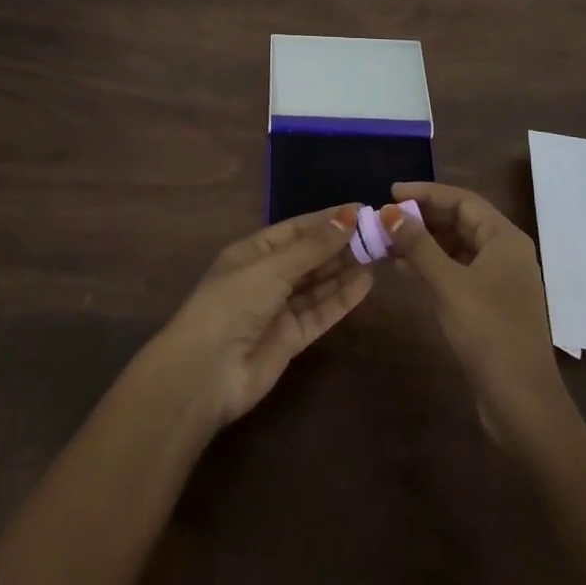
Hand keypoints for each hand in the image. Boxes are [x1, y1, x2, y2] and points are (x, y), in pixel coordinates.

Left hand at [137, 205, 371, 435]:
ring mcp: (279, 308)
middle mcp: (267, 276)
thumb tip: (349, 216)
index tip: (362, 211)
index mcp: (253, 251)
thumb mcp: (273, 267)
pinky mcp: (291, 338)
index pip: (297, 229)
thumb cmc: (233, 303)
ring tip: (379, 254)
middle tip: (379, 234)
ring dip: (345, 269)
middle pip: (310, 256)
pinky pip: (321, 312)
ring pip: (318, 283)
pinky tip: (366, 283)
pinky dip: (342, 298)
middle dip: (341, 244)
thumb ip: (314, 246)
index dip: (328, 220)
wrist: (206, 373)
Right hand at [381, 183, 569, 451]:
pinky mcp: (488, 305)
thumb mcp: (448, 284)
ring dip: (423, 243)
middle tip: (385, 218)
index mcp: (504, 238)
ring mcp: (498, 280)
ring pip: (455, 247)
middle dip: (422, 218)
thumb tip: (388, 211)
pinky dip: (431, 266)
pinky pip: (456, 271)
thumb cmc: (488, 333)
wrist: (522, 404)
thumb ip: (418, 245)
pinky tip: (402, 269)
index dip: (426, 192)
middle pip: (459, 221)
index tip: (390, 193)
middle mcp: (504, 252)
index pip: (462, 200)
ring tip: (386, 242)